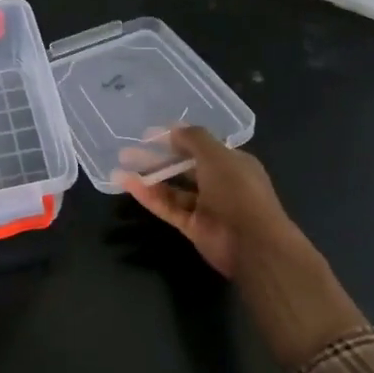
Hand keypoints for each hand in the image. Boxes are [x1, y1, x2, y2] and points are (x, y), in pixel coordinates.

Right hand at [119, 127, 365, 366]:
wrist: (252, 243)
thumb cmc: (238, 191)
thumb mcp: (217, 155)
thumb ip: (194, 139)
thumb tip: (173, 129)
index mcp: (233, 163)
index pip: (203, 147)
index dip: (178, 138)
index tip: (151, 133)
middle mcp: (220, 183)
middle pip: (184, 167)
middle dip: (158, 157)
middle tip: (130, 149)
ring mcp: (205, 206)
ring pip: (172, 188)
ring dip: (149, 175)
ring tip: (121, 163)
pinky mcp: (191, 226)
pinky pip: (167, 206)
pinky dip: (148, 195)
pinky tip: (127, 182)